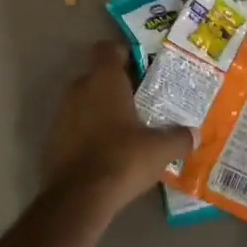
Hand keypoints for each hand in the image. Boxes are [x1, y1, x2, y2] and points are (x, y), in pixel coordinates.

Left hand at [44, 42, 194, 205]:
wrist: (79, 198)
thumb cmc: (122, 158)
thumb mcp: (160, 149)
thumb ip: (179, 137)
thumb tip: (195, 134)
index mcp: (104, 80)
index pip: (107, 48)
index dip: (123, 54)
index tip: (140, 69)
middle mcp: (78, 89)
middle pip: (96, 76)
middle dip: (115, 86)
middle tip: (139, 103)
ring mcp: (60, 115)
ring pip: (83, 102)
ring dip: (99, 110)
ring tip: (123, 131)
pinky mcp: (51, 141)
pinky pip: (73, 127)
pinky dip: (86, 133)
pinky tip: (104, 153)